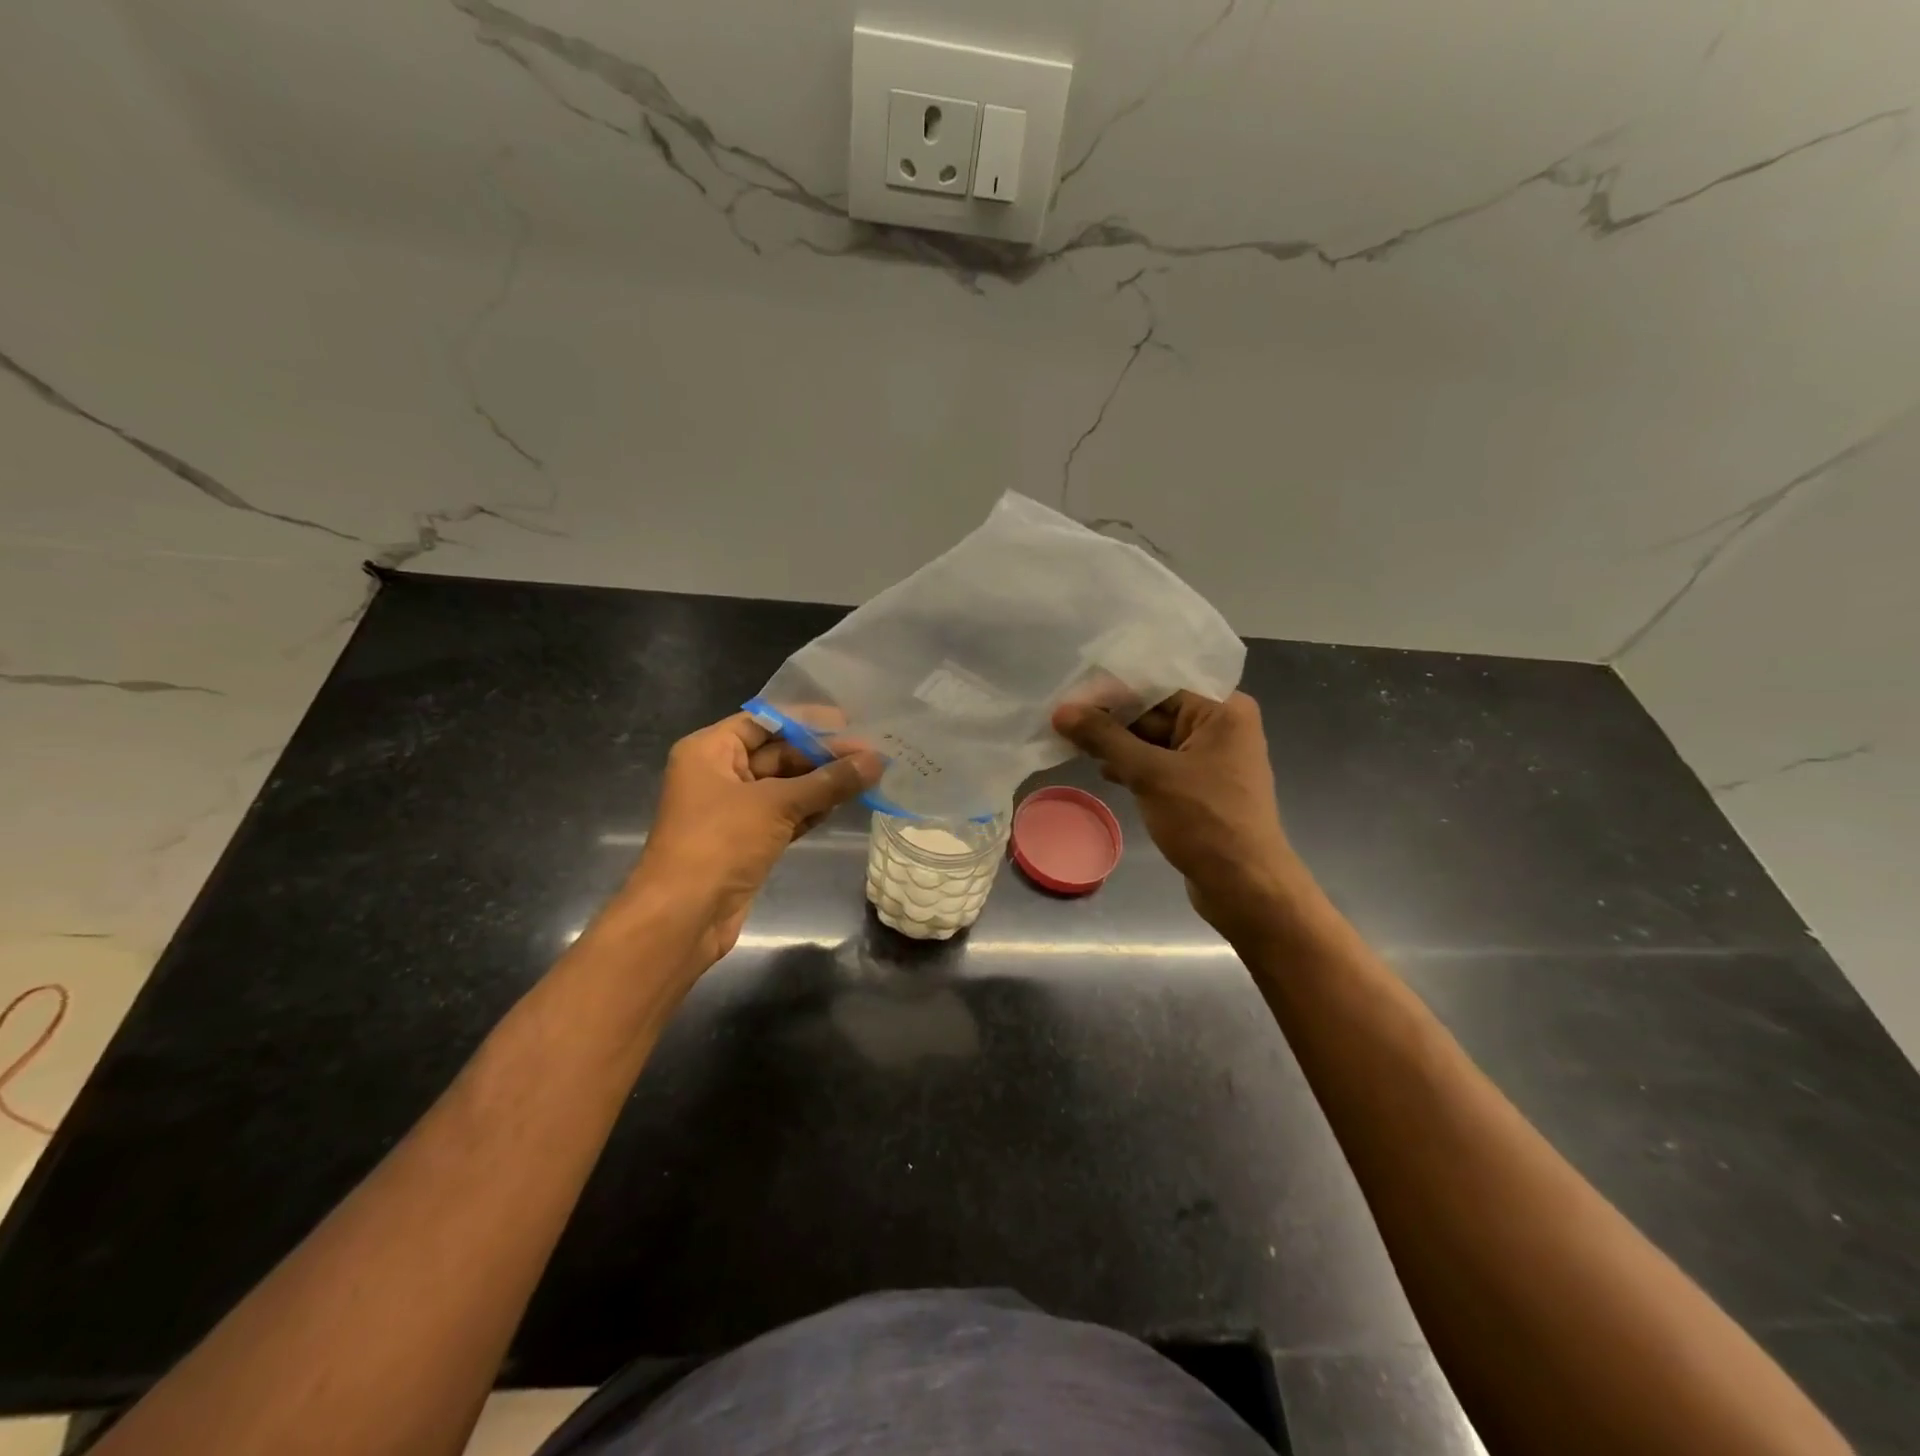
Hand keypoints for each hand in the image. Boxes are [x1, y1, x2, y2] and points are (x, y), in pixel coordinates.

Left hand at [617, 713, 881, 966]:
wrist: (683, 916)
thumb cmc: (720, 843)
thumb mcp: (777, 804)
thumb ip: (829, 781)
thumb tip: (876, 760)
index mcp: (710, 750)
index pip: (764, 722)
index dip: (806, 720)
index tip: (850, 721)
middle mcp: (719, 773)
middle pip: (777, 753)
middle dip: (822, 755)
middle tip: (871, 754)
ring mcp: (733, 809)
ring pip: (785, 786)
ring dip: (822, 783)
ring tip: (869, 774)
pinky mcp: (747, 840)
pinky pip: (785, 814)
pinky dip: (812, 809)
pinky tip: (846, 802)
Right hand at [1051, 691, 1305, 936]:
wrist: (1246, 887)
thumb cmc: (1205, 821)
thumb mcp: (1149, 774)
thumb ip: (1104, 738)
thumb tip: (1062, 711)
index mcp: (1222, 710)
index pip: (1159, 685)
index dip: (1113, 691)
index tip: (1071, 697)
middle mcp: (1222, 726)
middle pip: (1157, 711)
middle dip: (1113, 719)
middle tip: (1064, 722)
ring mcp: (1212, 759)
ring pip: (1155, 740)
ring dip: (1119, 744)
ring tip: (1074, 745)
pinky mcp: (1201, 787)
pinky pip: (1161, 764)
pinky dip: (1134, 766)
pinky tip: (1105, 771)